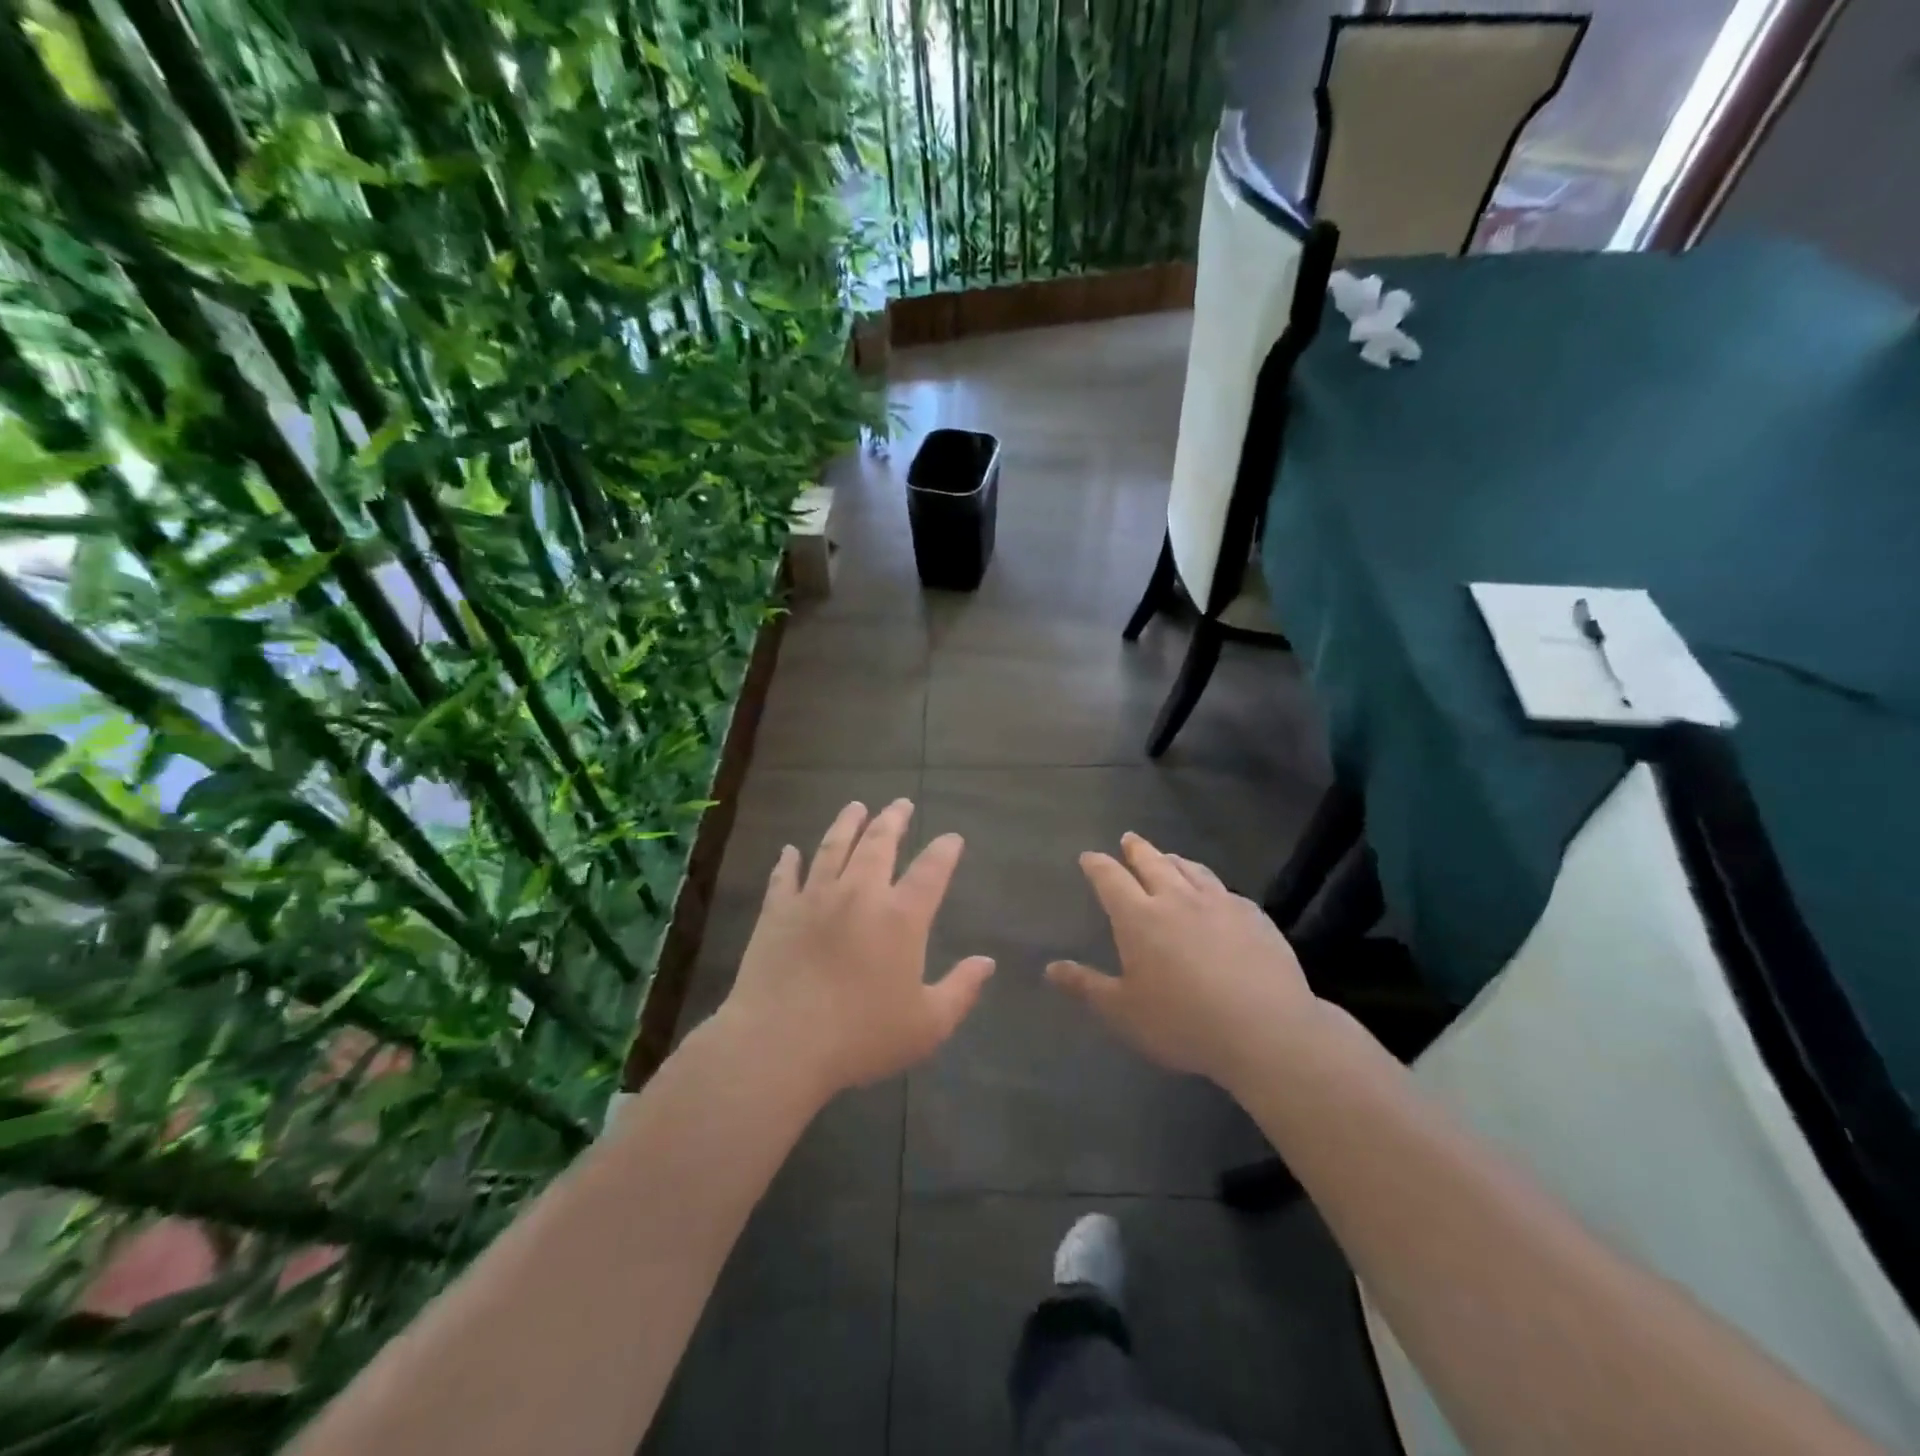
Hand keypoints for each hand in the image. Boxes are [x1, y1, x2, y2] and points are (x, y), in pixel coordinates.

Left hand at [716, 799, 994, 1098]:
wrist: (780, 1043)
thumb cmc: (861, 1036)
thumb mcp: (927, 1024)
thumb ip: (961, 990)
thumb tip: (986, 962)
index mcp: (900, 917)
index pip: (931, 870)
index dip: (945, 850)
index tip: (952, 838)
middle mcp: (859, 894)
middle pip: (879, 844)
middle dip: (893, 820)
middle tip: (900, 803)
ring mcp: (814, 898)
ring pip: (833, 847)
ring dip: (846, 824)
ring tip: (856, 806)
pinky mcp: (777, 912)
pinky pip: (784, 877)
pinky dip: (787, 861)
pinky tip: (788, 850)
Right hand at [1046, 833, 1316, 1089]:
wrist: (1266, 1030)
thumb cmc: (1183, 1023)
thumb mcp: (1123, 1012)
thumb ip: (1086, 986)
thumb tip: (1050, 967)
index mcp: (1139, 917)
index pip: (1111, 879)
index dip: (1097, 865)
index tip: (1089, 856)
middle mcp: (1177, 899)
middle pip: (1152, 863)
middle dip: (1136, 849)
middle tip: (1128, 838)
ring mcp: (1219, 903)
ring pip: (1191, 870)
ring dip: (1174, 860)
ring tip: (1168, 857)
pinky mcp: (1253, 916)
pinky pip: (1224, 890)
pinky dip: (1210, 884)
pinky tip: (1216, 893)